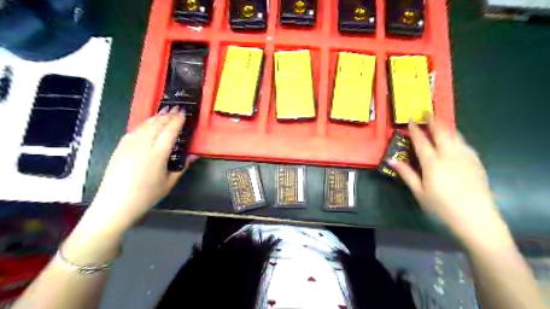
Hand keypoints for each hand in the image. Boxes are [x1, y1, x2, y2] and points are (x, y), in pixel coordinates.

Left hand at [83, 105, 197, 233]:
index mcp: (157, 154)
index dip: (177, 121)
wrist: (115, 204)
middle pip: (157, 124)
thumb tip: (194, 156)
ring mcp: (129, 145)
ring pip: (144, 125)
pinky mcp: (120, 148)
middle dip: (167, 115)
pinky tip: (147, 124)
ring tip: (163, 112)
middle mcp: (143, 145)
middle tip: (175, 108)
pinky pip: (134, 131)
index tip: (183, 113)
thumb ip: (182, 167)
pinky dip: (143, 124)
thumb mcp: (169, 183)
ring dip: (155, 117)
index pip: (170, 131)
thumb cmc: (146, 196)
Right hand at [389, 115, 508, 243]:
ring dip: (446, 126)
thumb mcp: (419, 192)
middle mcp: (449, 155)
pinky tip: (455, 139)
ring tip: (440, 121)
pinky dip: (457, 137)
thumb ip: (406, 173)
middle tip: (427, 111)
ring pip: (455, 135)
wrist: (476, 216)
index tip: (411, 119)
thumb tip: (391, 160)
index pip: (422, 141)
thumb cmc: (442, 206)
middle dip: (433, 120)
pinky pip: (464, 143)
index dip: (415, 129)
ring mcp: (465, 156)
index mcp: (432, 162)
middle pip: (441, 132)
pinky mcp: (476, 161)